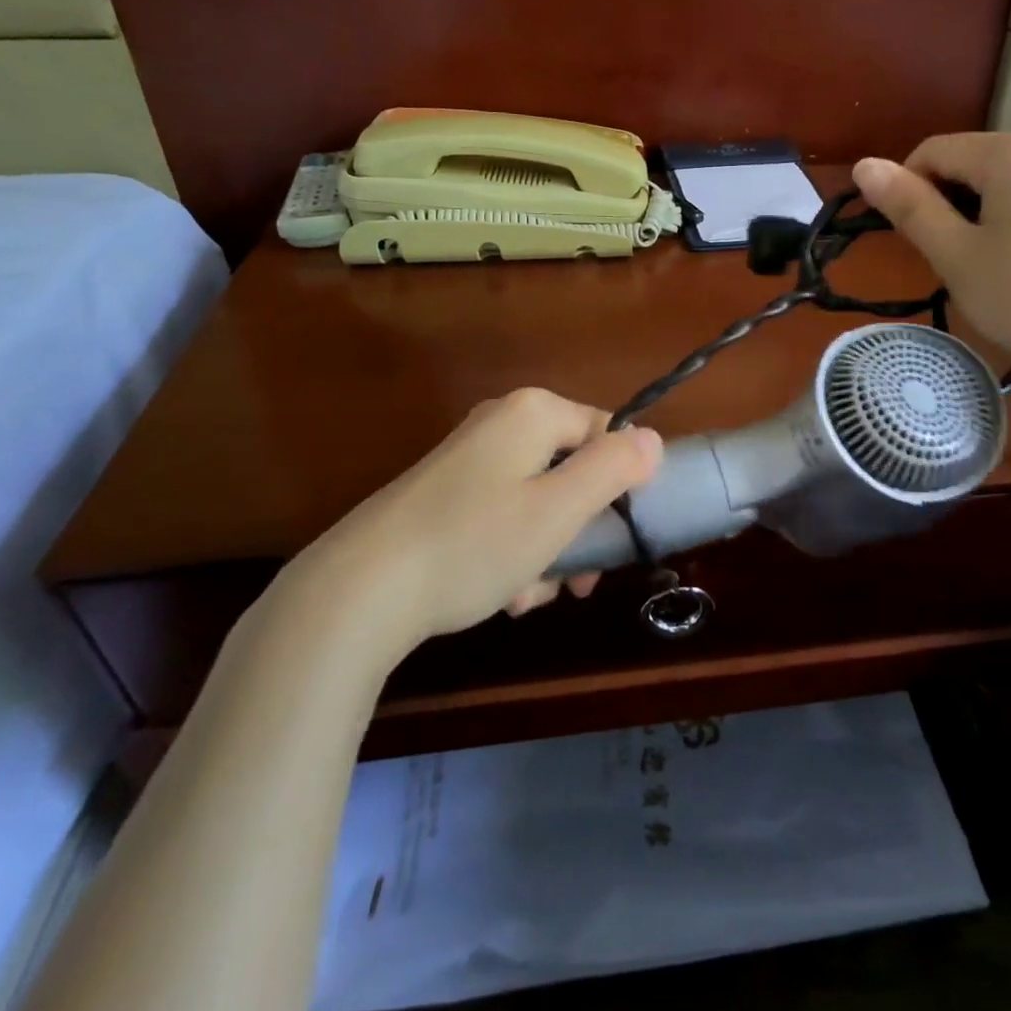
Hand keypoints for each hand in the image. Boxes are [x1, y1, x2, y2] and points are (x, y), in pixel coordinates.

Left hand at [291, 389, 662, 648]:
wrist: (358, 590)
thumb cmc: (475, 544)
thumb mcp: (559, 509)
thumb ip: (613, 468)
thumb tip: (652, 438)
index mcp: (534, 412)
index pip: (608, 434)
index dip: (621, 486)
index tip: (615, 539)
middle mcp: (501, 423)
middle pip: (572, 470)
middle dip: (580, 529)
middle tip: (577, 582)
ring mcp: (468, 457)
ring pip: (539, 500)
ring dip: (548, 550)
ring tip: (529, 598)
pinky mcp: (443, 493)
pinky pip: (501, 514)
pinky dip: (512, 552)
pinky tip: (502, 596)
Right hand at [853, 133, 1010, 402]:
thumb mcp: (953, 254)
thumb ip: (907, 205)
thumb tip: (862, 164)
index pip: (934, 151)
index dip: (907, 190)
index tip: (909, 239)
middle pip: (973, 163)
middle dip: (946, 203)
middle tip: (946, 259)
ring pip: (1005, 185)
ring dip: (978, 215)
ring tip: (984, 267)